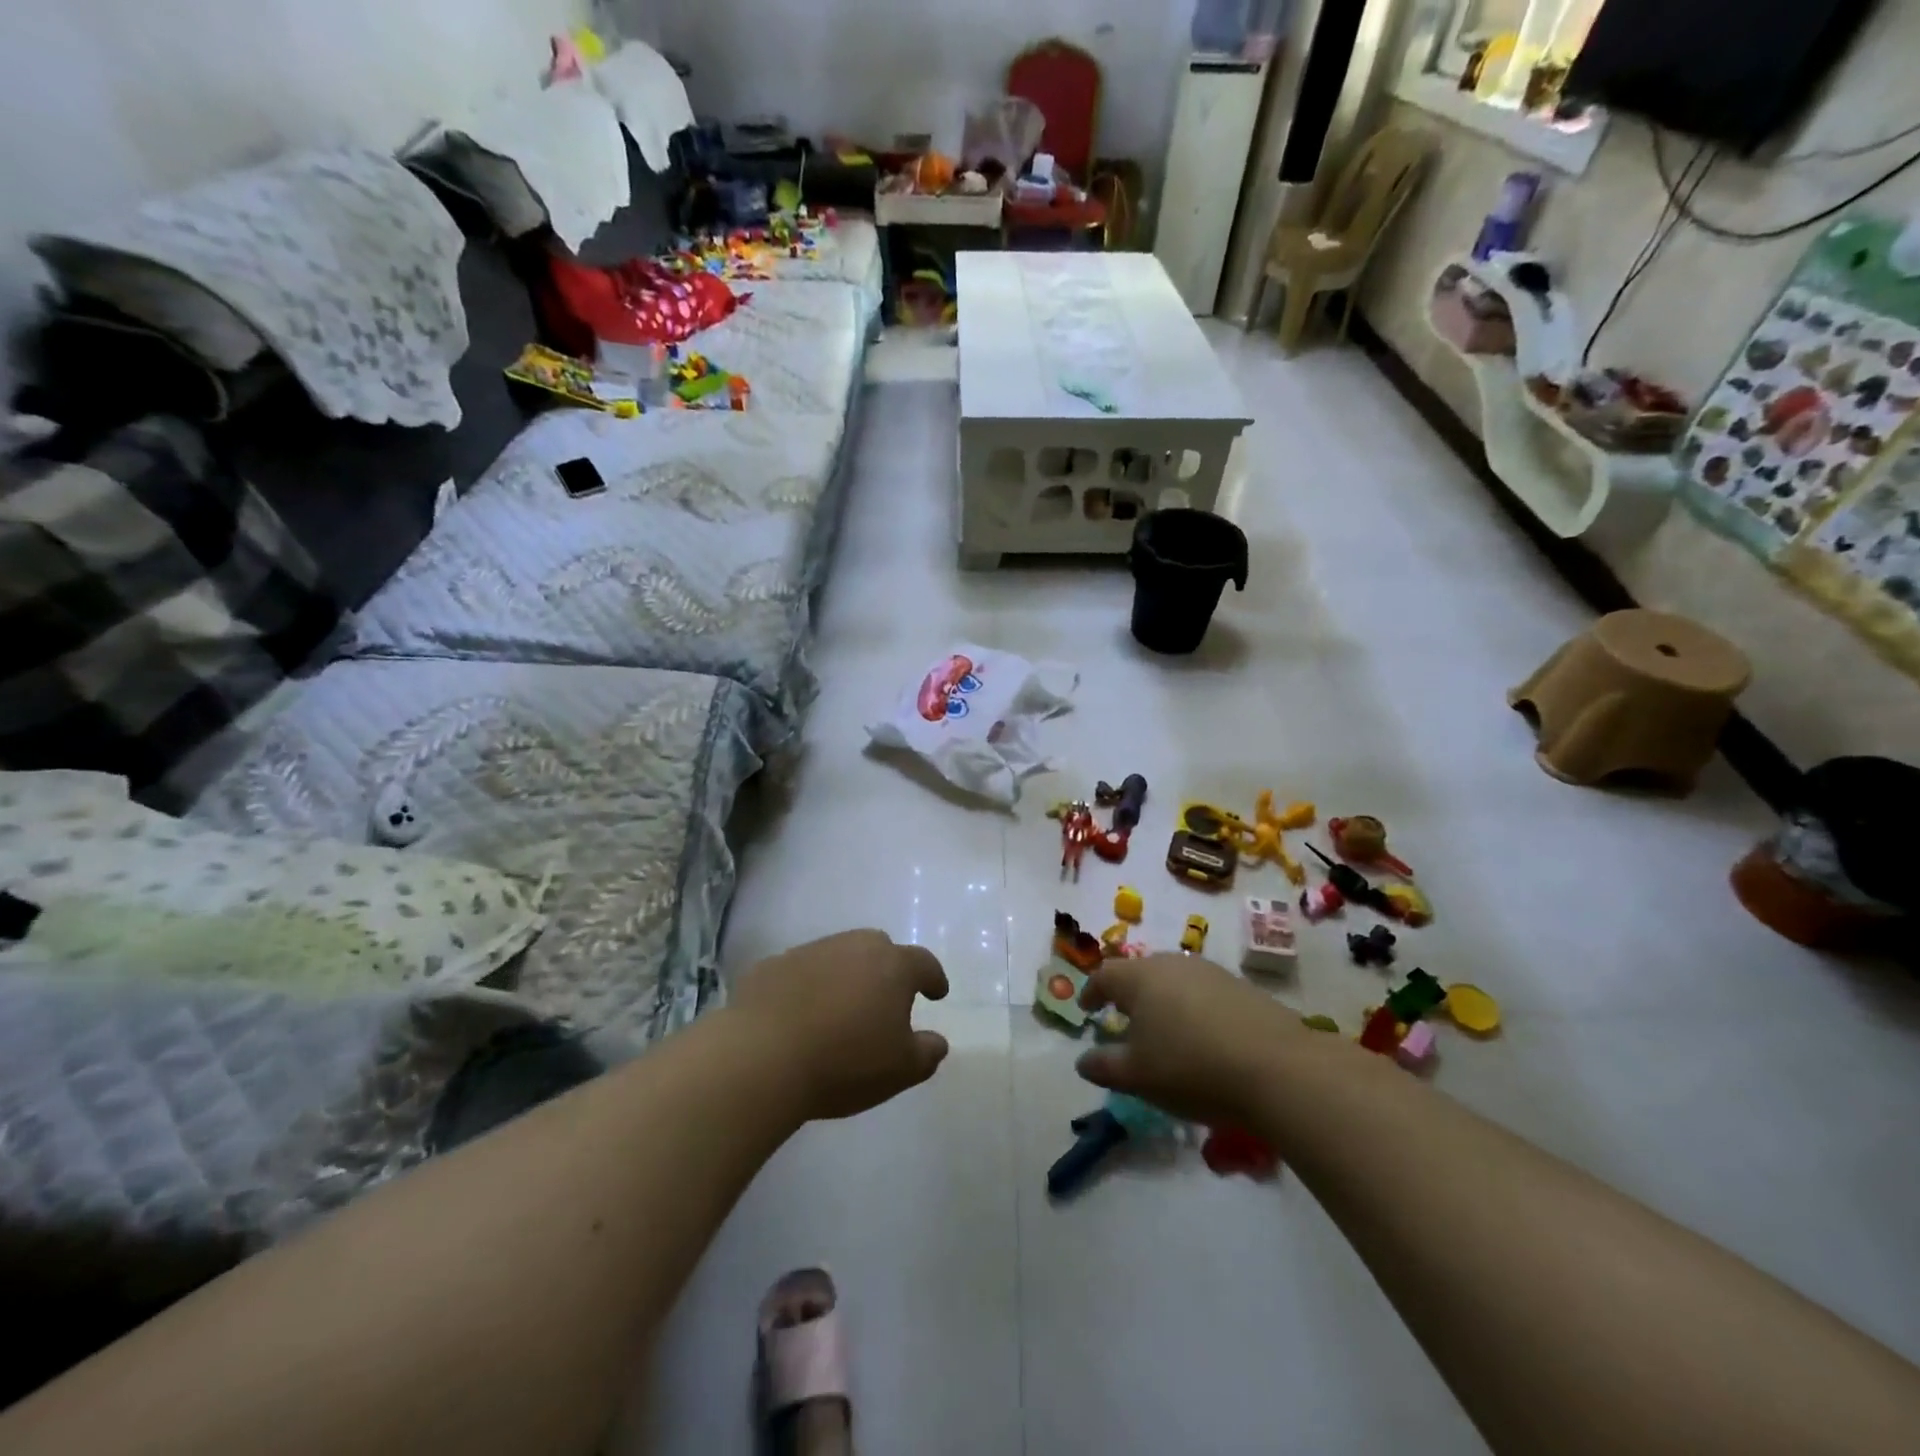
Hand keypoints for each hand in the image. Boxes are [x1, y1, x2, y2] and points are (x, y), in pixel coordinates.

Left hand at [730, 929, 950, 1120]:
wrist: (762, 1056)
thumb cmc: (845, 1061)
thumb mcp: (901, 1070)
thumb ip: (926, 1053)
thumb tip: (936, 1041)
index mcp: (892, 966)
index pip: (923, 963)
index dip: (933, 978)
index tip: (937, 992)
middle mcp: (854, 946)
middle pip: (879, 948)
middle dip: (888, 969)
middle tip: (886, 997)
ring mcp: (810, 951)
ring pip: (838, 955)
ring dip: (845, 975)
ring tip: (840, 1008)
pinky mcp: (772, 965)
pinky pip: (801, 971)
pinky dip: (807, 986)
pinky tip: (800, 1013)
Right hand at [1076, 954, 1316, 1125]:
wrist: (1278, 1068)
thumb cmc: (1191, 1068)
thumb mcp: (1138, 1076)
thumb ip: (1104, 1066)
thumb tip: (1083, 1061)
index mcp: (1139, 977)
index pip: (1104, 975)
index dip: (1091, 992)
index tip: (1087, 1010)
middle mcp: (1172, 964)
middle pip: (1140, 972)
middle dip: (1128, 994)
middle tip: (1123, 1019)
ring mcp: (1210, 972)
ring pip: (1173, 980)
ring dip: (1162, 1000)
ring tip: (1164, 1030)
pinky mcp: (1241, 986)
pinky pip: (1203, 992)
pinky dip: (1193, 1008)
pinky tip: (1202, 1037)